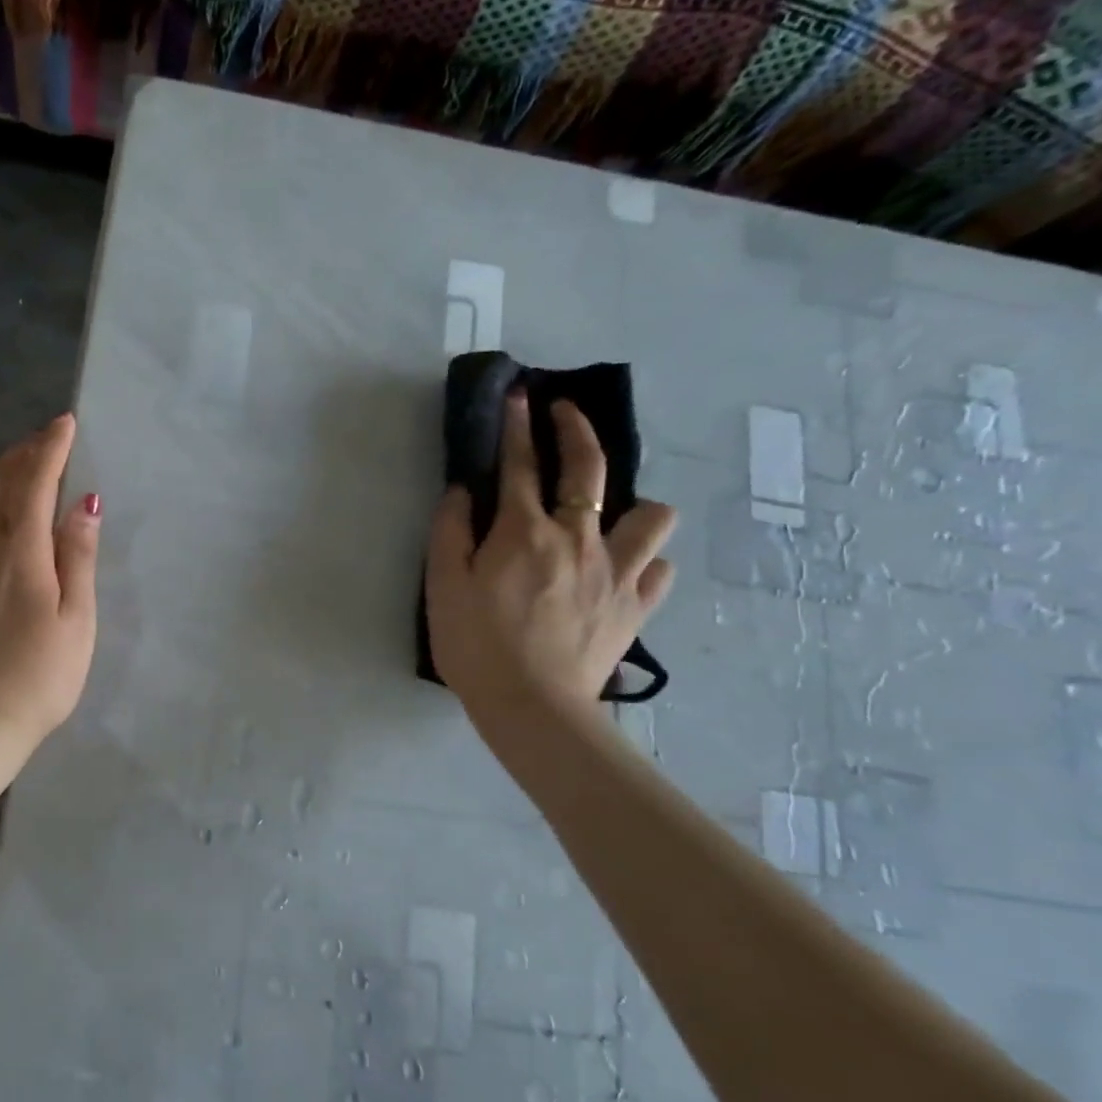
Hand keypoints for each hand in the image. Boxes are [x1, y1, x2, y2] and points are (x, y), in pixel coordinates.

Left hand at [0, 414, 99, 752]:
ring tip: (2, 467)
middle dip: (20, 454)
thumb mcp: (76, 621)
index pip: (33, 482)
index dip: (50, 448)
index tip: (64, 423)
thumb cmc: (40, 677)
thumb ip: (78, 557)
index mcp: (19, 553)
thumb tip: (85, 503)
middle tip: (41, 443)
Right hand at [425, 392, 676, 721]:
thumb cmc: (475, 645)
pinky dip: (644, 562)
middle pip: (588, 469)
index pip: (519, 465)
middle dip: (576, 430)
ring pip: (652, 515)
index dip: (516, 426)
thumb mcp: (442, 586)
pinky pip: (659, 570)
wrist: (531, 707)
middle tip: (563, 412)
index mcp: (524, 532)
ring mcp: (616, 572)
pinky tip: (624, 570)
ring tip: (609, 516)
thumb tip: (463, 491)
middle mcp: (578, 538)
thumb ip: (450, 531)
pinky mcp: (636, 606)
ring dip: (633, 506)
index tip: (518, 394)